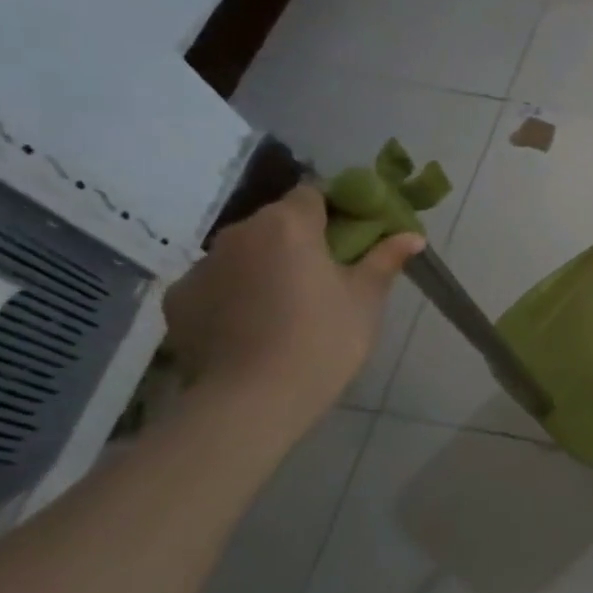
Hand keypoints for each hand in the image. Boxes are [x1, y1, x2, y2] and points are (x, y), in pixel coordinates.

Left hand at [164, 186, 422, 418]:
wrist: (254, 399)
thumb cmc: (324, 338)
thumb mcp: (366, 298)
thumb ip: (385, 259)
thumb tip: (413, 236)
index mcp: (288, 225)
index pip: (313, 193)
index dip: (336, 208)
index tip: (355, 234)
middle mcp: (239, 234)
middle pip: (276, 222)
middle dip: (302, 239)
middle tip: (329, 273)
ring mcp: (202, 266)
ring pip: (245, 253)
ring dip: (267, 265)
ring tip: (289, 304)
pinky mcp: (179, 300)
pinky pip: (217, 283)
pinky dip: (236, 293)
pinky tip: (254, 325)